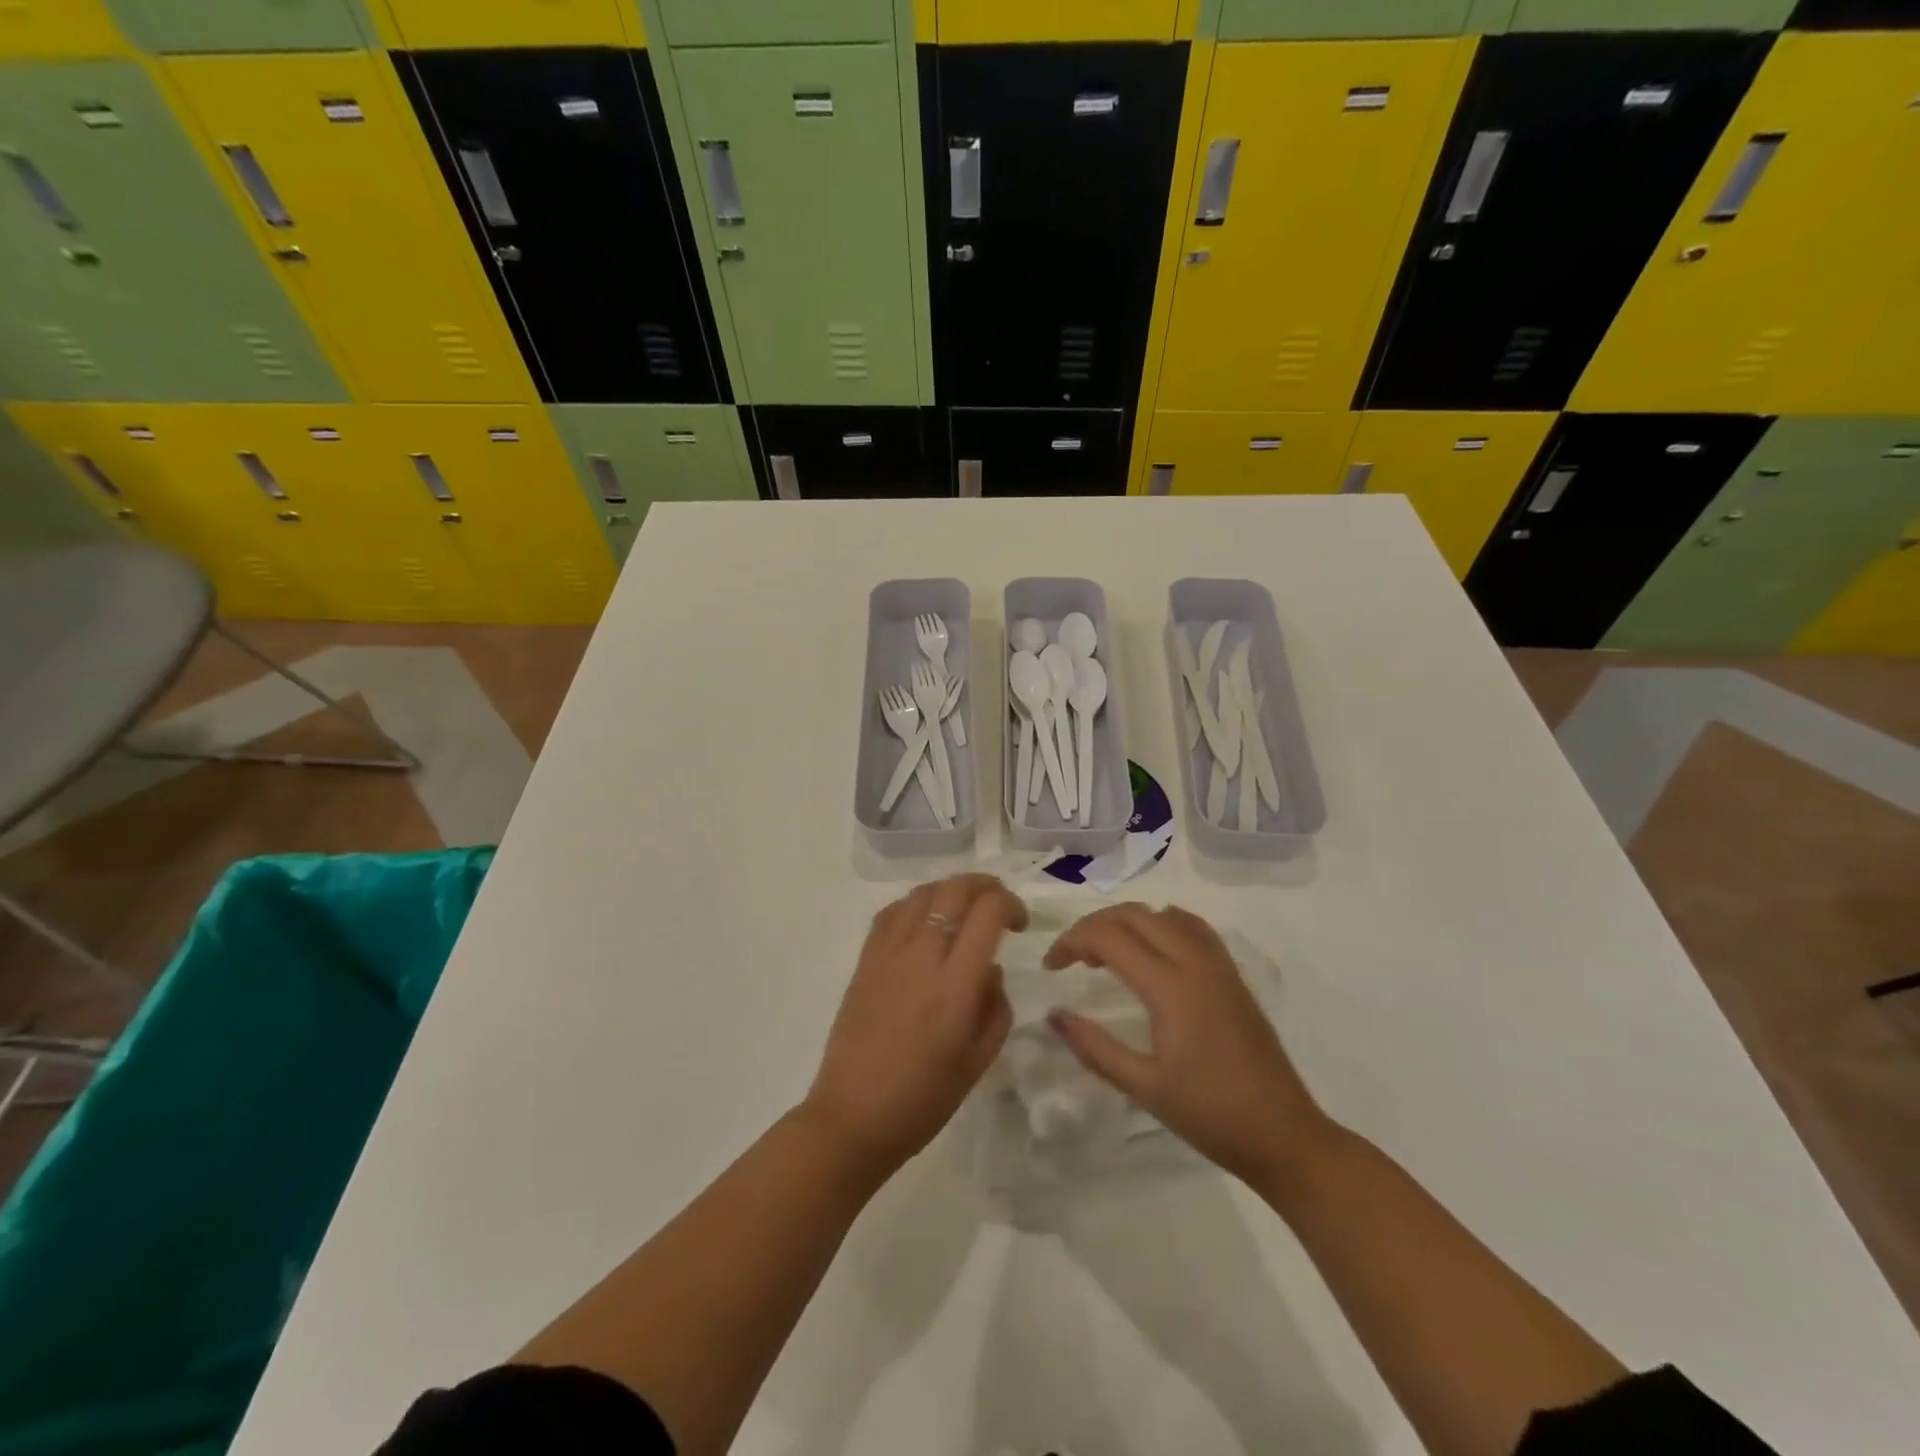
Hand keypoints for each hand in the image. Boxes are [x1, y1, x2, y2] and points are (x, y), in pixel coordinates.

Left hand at [805, 874, 1026, 1177]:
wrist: (853, 1117)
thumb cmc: (924, 1099)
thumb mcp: (980, 1060)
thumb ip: (996, 1005)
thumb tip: (989, 968)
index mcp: (955, 987)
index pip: (987, 913)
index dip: (1010, 904)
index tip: (1019, 924)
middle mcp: (921, 958)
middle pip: (954, 890)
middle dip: (985, 886)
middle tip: (998, 905)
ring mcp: (888, 954)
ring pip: (922, 893)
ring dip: (950, 891)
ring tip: (963, 910)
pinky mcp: (865, 960)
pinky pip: (892, 912)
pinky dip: (916, 904)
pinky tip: (925, 922)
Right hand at [1044, 903, 1329, 1188]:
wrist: (1284, 1135)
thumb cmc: (1210, 1115)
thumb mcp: (1144, 1087)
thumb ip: (1095, 1047)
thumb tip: (1054, 1016)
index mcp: (1170, 987)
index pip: (1109, 938)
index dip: (1072, 942)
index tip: (1051, 967)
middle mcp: (1194, 962)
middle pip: (1134, 915)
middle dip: (1094, 925)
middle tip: (1071, 957)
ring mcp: (1218, 965)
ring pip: (1163, 914)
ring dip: (1127, 921)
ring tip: (1106, 952)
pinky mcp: (1232, 975)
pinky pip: (1192, 927)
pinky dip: (1161, 924)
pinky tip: (1152, 950)